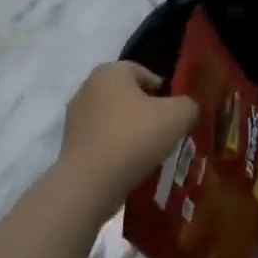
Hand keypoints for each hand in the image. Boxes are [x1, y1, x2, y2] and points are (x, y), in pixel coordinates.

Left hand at [57, 62, 197, 220]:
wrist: (89, 186)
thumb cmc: (134, 138)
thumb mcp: (178, 116)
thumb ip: (188, 104)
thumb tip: (185, 109)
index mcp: (111, 71)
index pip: (145, 74)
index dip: (164, 94)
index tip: (174, 116)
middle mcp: (88, 87)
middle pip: (129, 97)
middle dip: (147, 113)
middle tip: (164, 134)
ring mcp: (74, 118)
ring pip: (115, 120)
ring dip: (131, 133)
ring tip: (148, 155)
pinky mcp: (68, 146)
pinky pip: (101, 142)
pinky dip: (115, 151)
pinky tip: (128, 168)